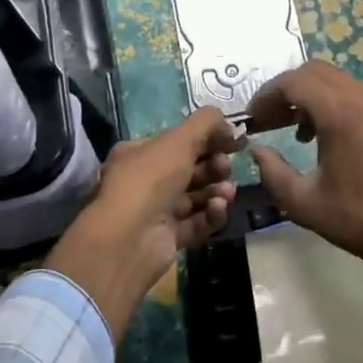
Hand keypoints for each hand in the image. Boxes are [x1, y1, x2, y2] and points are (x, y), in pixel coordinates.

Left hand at [46, 107, 241, 338]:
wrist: (129, 239)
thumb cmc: (151, 179)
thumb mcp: (179, 139)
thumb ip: (207, 123)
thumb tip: (229, 126)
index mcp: (139, 153)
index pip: (178, 141)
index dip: (207, 138)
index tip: (234, 140)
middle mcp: (144, 181)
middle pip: (189, 169)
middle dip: (213, 166)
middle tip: (225, 167)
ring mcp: (155, 211)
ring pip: (195, 196)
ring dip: (216, 191)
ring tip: (227, 192)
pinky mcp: (167, 238)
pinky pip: (195, 222)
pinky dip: (210, 215)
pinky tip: (218, 209)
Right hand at [244, 61, 362, 307]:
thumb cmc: (360, 221)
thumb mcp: (304, 203)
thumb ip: (272, 172)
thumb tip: (258, 151)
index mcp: (342, 113)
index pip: (295, 82)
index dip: (267, 95)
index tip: (254, 118)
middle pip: (317, 72)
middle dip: (288, 91)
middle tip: (271, 120)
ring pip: (341, 82)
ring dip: (314, 97)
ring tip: (299, 132)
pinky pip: (362, 96)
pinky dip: (339, 105)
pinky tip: (333, 139)